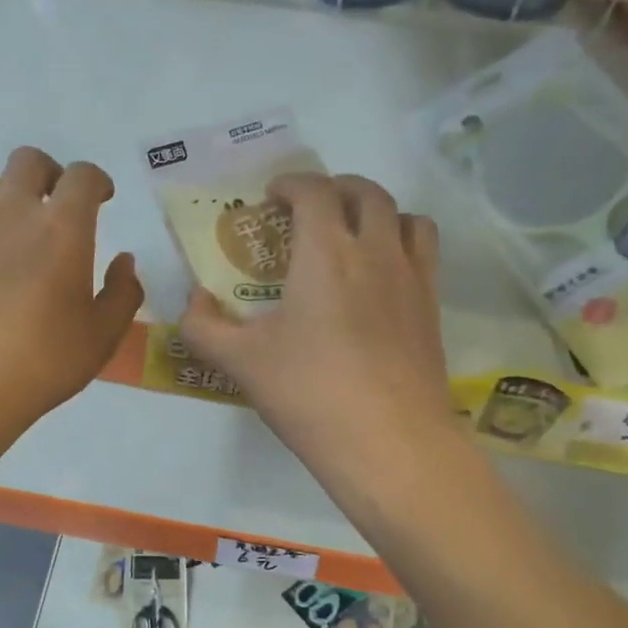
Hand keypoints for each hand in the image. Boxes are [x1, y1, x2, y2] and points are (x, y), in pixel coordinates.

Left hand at [0, 147, 142, 440]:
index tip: (101, 198)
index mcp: (62, 230)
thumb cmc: (42, 365)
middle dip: (48, 174)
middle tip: (54, 205)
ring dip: (3, 199)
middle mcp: (11, 213)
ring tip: (8, 234)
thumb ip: (122, 293)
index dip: (96, 180)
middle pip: (28, 161)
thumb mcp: (102, 338)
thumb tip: (124, 261)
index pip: (83, 176)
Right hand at [179, 173, 457, 478]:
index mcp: (327, 253)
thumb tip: (194, 301)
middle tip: (310, 211)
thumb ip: (204, 326)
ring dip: (377, 212)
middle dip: (335, 189)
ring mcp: (412, 280)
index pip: (315, 191)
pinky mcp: (432, 310)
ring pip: (406, 217)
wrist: (389, 444)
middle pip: (366, 193)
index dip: (291, 183)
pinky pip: (425, 255)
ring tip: (354, 236)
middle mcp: (376, 252)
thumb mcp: (240, 363)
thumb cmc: (310, 395)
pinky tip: (381, 281)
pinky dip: (403, 246)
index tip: (272, 197)